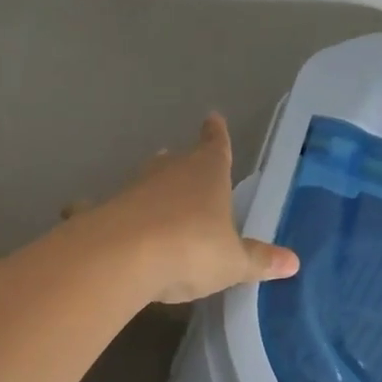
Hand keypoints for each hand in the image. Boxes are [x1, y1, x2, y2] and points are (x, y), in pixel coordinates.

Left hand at [88, 114, 298, 304]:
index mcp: (207, 173)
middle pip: (177, 160)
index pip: (216, 146)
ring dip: (152, 188)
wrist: (123, 256)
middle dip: (183, 163)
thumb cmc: (192, 248)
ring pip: (146, 181)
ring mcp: (133, 188)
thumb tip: (293, 262)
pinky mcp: (104, 210)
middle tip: (186, 163)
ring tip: (155, 196)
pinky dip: (103, 212)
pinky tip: (89, 217)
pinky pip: (107, 208)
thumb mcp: (232, 262)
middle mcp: (169, 171)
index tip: (213, 118)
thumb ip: (258, 261)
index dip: (217, 134)